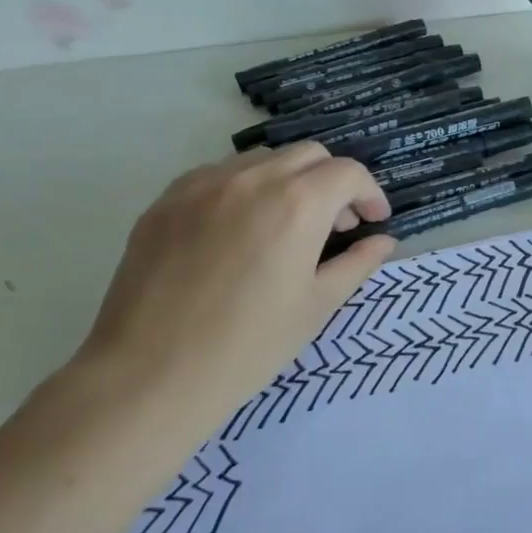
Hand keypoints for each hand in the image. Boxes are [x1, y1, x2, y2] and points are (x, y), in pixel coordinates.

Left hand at [73, 142, 395, 411]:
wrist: (148, 377)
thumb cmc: (248, 346)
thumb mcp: (317, 306)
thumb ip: (358, 263)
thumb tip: (383, 241)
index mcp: (297, 203)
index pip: (348, 172)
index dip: (370, 193)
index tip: (373, 221)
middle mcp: (252, 179)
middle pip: (309, 155)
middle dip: (332, 181)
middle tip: (335, 225)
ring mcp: (202, 185)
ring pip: (262, 160)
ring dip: (289, 180)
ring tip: (286, 225)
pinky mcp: (165, 201)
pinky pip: (218, 176)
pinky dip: (244, 189)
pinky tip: (239, 231)